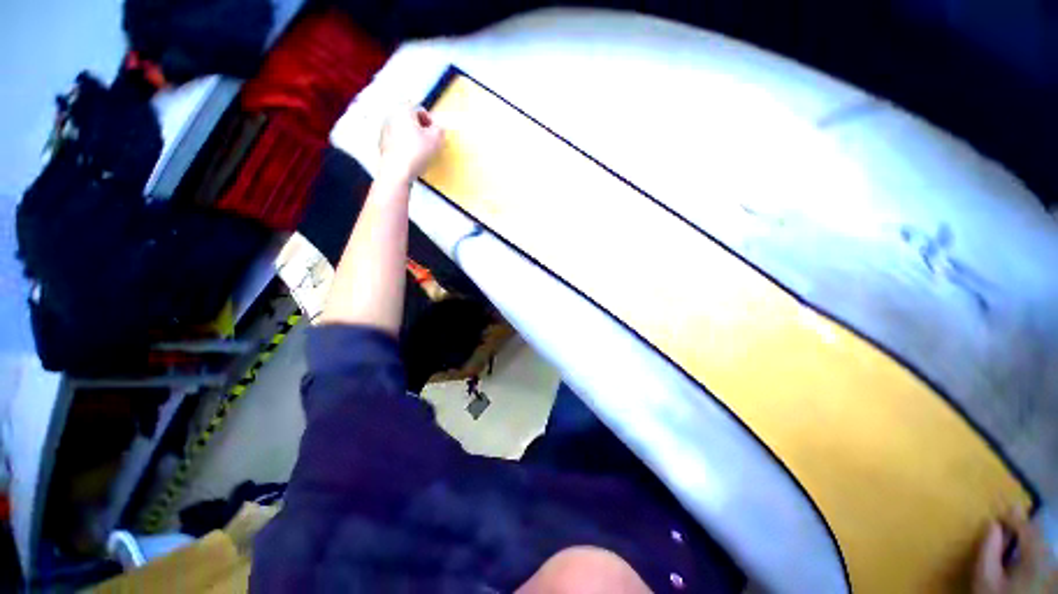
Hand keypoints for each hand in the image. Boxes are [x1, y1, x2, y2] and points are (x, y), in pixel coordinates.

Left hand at [378, 106, 444, 183]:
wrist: (397, 171)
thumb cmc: (414, 154)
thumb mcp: (436, 140)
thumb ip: (439, 130)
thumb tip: (438, 128)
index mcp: (403, 111)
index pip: (420, 109)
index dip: (431, 121)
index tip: (435, 131)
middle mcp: (392, 116)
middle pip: (411, 119)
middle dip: (421, 129)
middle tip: (429, 141)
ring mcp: (385, 130)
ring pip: (404, 130)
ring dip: (414, 138)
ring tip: (421, 151)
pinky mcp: (383, 143)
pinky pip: (398, 141)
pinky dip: (405, 146)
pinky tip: (412, 156)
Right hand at [973, 509, 1056, 593]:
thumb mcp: (985, 578)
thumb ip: (988, 549)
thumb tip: (991, 523)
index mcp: (1036, 558)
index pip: (1027, 528)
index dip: (1013, 517)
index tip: (998, 511)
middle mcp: (1050, 561)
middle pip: (1038, 537)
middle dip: (1023, 527)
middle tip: (1006, 519)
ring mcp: (1053, 571)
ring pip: (1043, 547)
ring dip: (1028, 538)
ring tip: (1013, 533)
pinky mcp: (1050, 577)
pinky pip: (1044, 556)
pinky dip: (1033, 549)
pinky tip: (1023, 553)